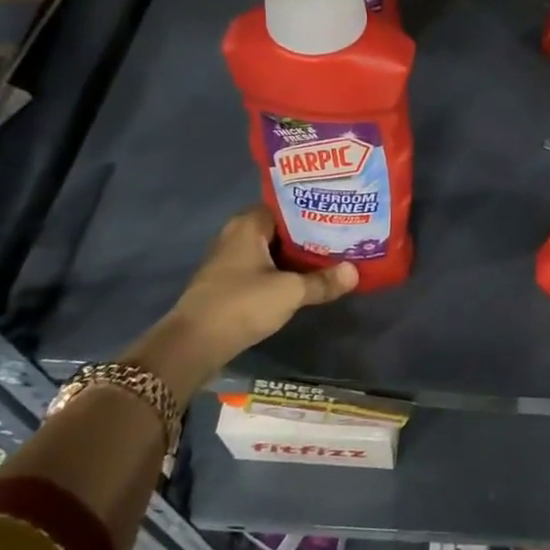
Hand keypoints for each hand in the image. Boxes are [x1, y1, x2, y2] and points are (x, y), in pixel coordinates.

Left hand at [135, 207, 357, 399]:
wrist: (194, 344)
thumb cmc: (241, 304)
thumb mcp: (289, 292)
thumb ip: (322, 281)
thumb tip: (354, 272)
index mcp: (248, 224)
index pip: (285, 205)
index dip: (312, 208)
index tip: (337, 213)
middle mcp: (236, 235)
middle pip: (280, 228)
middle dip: (308, 234)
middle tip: (340, 236)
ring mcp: (229, 259)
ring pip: (271, 249)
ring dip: (295, 255)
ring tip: (330, 256)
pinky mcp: (228, 282)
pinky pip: (262, 267)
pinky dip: (282, 270)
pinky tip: (304, 279)